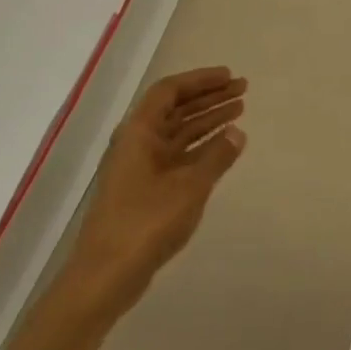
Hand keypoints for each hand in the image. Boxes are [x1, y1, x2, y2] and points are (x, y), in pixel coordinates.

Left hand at [56, 68, 247, 325]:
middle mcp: (138, 143)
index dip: (200, 81)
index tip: (229, 76)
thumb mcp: (190, 186)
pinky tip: (224, 145)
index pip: (169, 92)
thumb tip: (237, 133)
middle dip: (209, 97)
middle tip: (243, 89)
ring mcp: (142, 167)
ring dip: (208, 119)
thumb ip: (217, 156)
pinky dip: (202, 145)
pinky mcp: (148, 188)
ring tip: (240, 110)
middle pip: (175, 109)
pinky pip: (179, 154)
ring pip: (179, 132)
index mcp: (139, 134)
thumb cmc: (146, 222)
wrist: (107, 273)